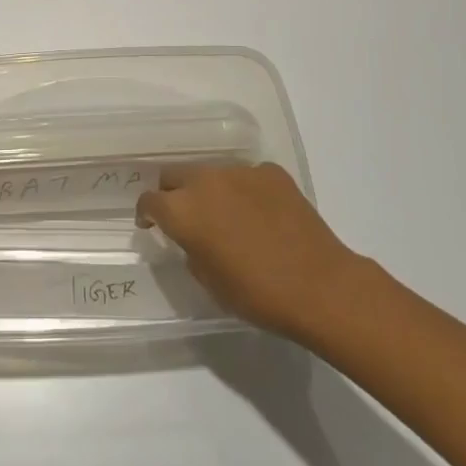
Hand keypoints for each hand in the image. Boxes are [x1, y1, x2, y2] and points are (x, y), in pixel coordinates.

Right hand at [136, 162, 357, 342]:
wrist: (319, 286)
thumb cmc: (257, 294)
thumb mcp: (209, 281)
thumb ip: (190, 249)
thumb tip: (192, 237)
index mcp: (183, 211)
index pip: (149, 200)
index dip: (147, 214)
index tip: (151, 226)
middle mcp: (205, 181)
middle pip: (174, 175)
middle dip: (173, 193)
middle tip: (185, 218)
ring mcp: (240, 172)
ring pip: (211, 173)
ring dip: (210, 191)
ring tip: (228, 216)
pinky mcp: (271, 172)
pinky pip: (246, 177)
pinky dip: (245, 191)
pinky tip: (261, 215)